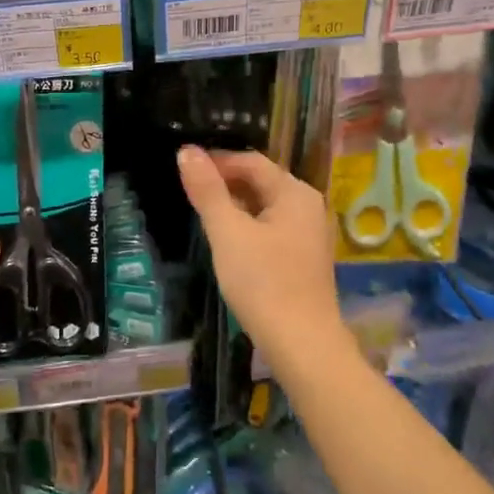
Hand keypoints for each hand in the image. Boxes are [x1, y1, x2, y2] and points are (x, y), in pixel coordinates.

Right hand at [177, 147, 348, 377]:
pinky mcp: (303, 258)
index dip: (217, 161)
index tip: (185, 170)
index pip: (251, 162)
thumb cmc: (263, 282)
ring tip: (203, 215)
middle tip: (190, 193)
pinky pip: (271, 228)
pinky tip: (228, 242)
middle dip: (225, 183)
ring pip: (265, 207)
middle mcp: (308, 206)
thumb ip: (207, 190)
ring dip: (234, 206)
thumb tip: (187, 150)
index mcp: (295, 193)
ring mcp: (309, 234)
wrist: (301, 343)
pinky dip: (248, 226)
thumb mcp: (227, 232)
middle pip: (260, 182)